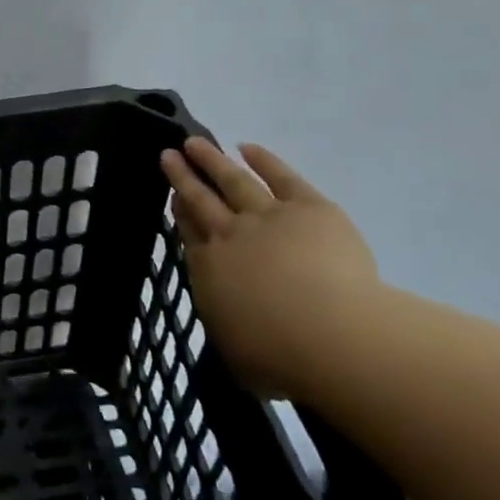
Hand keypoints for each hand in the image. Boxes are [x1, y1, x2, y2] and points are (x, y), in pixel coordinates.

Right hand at [160, 137, 378, 396]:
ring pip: (233, 181)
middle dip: (184, 176)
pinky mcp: (308, 208)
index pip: (189, 232)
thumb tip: (230, 319)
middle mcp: (230, 235)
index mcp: (210, 269)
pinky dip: (265, 161)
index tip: (173, 195)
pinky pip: (282, 177)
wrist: (331, 335)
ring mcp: (268, 216)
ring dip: (213, 160)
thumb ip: (229, 327)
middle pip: (201, 199)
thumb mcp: (238, 354)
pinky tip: (248, 148)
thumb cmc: (281, 357)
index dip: (180, 211)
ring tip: (196, 143)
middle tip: (169, 154)